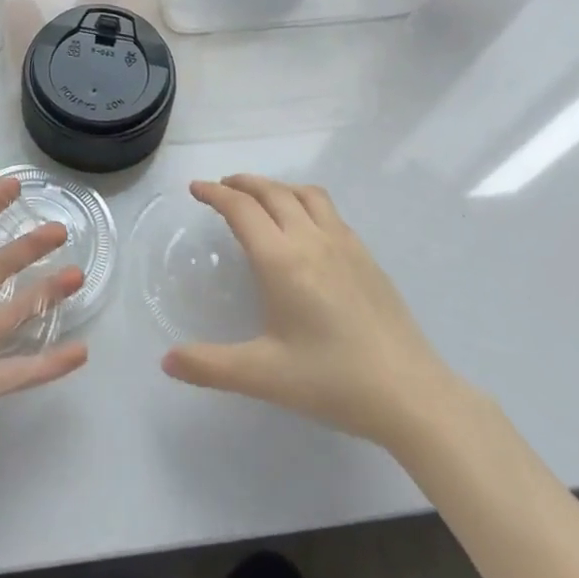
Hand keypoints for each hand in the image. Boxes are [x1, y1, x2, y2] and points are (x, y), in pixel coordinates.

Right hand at [161, 175, 463, 455]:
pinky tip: (304, 227)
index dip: (214, 194)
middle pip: (272, 192)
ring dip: (275, 187)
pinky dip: (303, 201)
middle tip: (221, 188)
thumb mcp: (263, 376)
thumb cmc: (333, 381)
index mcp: (282, 260)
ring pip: (304, 194)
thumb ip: (210, 366)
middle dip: (242, 183)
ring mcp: (344, 244)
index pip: (241, 209)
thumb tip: (167, 361)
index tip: (195, 188)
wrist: (411, 393)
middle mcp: (311, 240)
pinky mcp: (367, 256)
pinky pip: (328, 210)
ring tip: (260, 197)